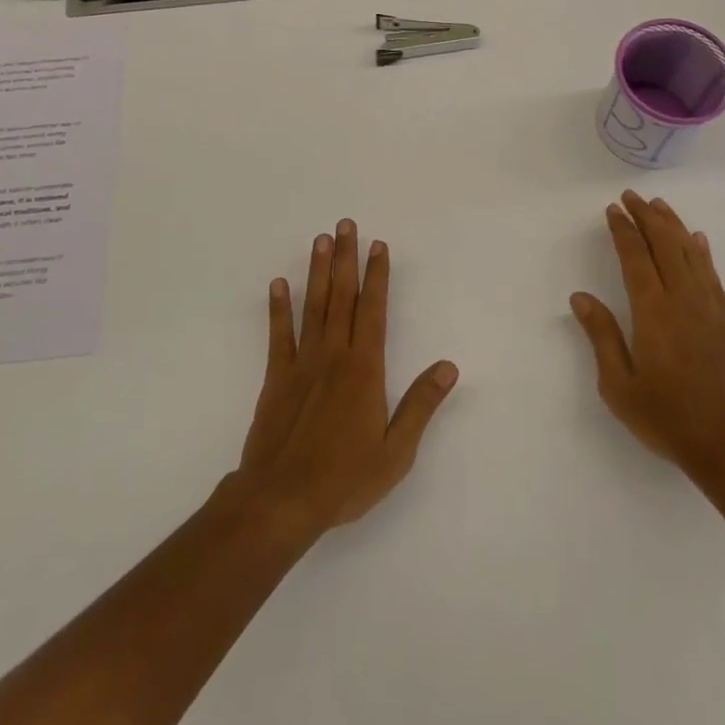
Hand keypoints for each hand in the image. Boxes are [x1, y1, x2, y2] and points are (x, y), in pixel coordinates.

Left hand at [230, 219, 458, 539]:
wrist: (280, 501)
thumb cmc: (344, 479)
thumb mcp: (396, 451)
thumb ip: (420, 405)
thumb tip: (448, 366)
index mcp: (364, 369)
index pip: (373, 310)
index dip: (377, 276)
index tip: (379, 245)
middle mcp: (334, 356)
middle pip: (342, 297)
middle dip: (346, 258)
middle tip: (345, 224)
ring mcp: (302, 364)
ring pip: (313, 306)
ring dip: (318, 271)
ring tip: (320, 240)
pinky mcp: (276, 378)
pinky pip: (279, 335)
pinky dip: (278, 307)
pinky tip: (279, 284)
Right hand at [570, 191, 724, 478]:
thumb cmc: (666, 418)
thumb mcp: (619, 385)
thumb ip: (601, 336)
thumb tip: (581, 297)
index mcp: (653, 313)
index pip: (636, 259)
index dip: (624, 231)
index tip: (613, 209)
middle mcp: (683, 301)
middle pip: (665, 246)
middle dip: (647, 217)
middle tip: (632, 196)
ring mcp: (710, 309)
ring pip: (691, 254)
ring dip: (673, 226)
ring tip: (659, 205)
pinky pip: (712, 275)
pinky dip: (702, 252)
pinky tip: (697, 239)